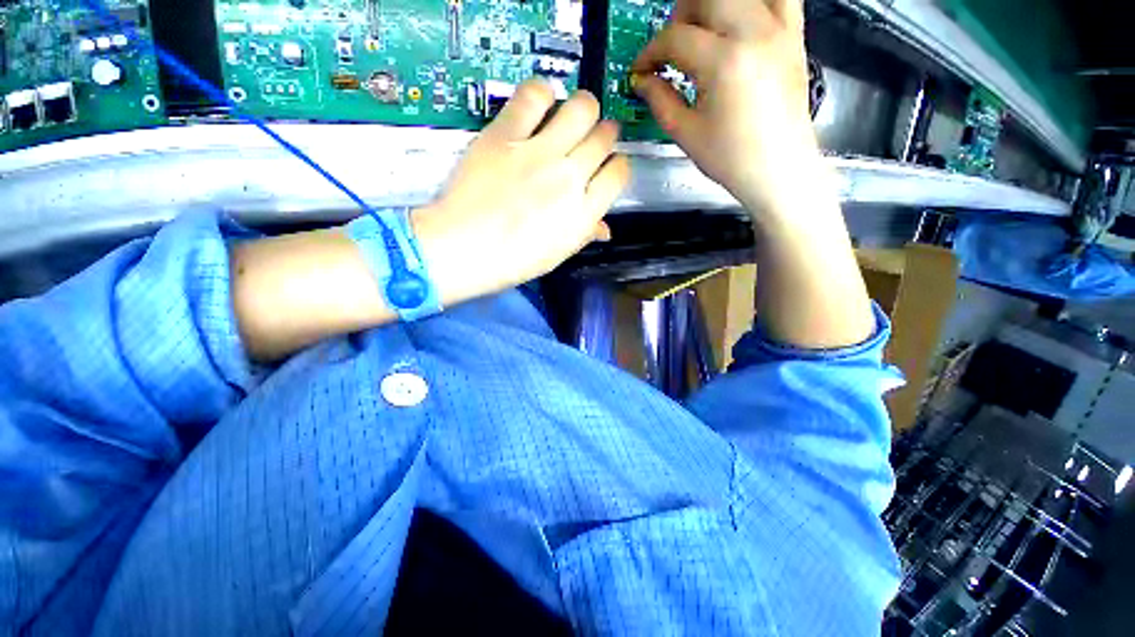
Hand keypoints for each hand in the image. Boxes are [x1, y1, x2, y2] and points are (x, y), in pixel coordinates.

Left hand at [413, 80, 630, 299]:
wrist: (462, 248)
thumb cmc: (512, 261)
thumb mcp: (556, 254)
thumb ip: (584, 234)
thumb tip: (604, 228)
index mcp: (583, 213)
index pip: (619, 173)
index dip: (616, 165)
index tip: (605, 167)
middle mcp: (569, 178)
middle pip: (604, 136)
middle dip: (603, 134)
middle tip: (588, 139)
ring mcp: (538, 154)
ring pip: (581, 108)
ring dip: (582, 109)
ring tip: (569, 117)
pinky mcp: (505, 135)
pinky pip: (534, 95)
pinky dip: (541, 92)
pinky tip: (539, 103)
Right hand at [632, 0, 824, 216]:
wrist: (778, 169)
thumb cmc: (730, 158)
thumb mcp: (686, 133)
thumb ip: (660, 99)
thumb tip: (641, 80)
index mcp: (723, 62)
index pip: (675, 37)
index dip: (650, 52)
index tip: (641, 69)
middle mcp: (754, 32)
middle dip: (678, 18)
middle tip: (671, 48)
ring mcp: (779, 29)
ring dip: (711, 5)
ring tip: (702, 31)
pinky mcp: (794, 35)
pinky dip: (754, 1)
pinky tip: (738, 21)